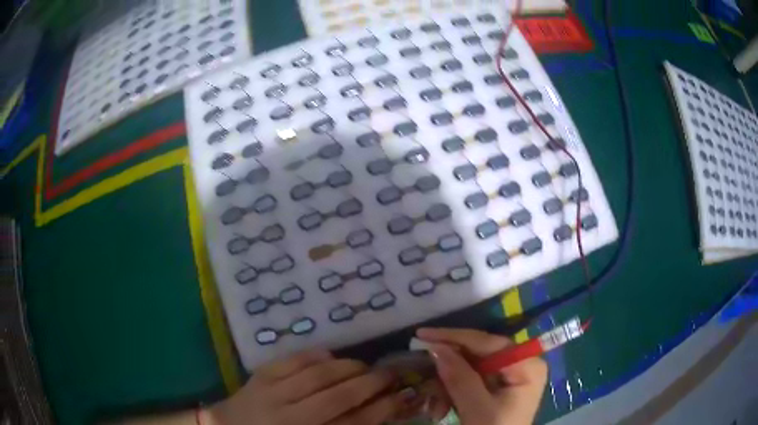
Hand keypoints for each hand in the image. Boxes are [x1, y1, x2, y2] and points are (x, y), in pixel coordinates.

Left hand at [207, 350, 409, 424]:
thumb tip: (374, 415)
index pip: (353, 424)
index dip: (382, 409)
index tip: (402, 396)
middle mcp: (290, 418)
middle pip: (338, 397)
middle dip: (371, 384)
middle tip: (391, 374)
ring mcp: (272, 393)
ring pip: (317, 375)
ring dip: (347, 367)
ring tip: (364, 366)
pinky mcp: (260, 375)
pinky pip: (293, 360)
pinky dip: (316, 355)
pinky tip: (330, 356)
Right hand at [417, 328, 547, 424]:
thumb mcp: (476, 409)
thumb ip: (459, 378)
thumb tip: (436, 348)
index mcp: (526, 365)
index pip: (488, 342)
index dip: (454, 337)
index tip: (422, 335)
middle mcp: (520, 363)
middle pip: (477, 354)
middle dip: (448, 369)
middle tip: (422, 372)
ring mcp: (509, 375)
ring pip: (469, 368)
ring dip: (447, 386)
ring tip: (435, 408)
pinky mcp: (497, 386)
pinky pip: (470, 380)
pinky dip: (452, 392)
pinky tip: (441, 409)